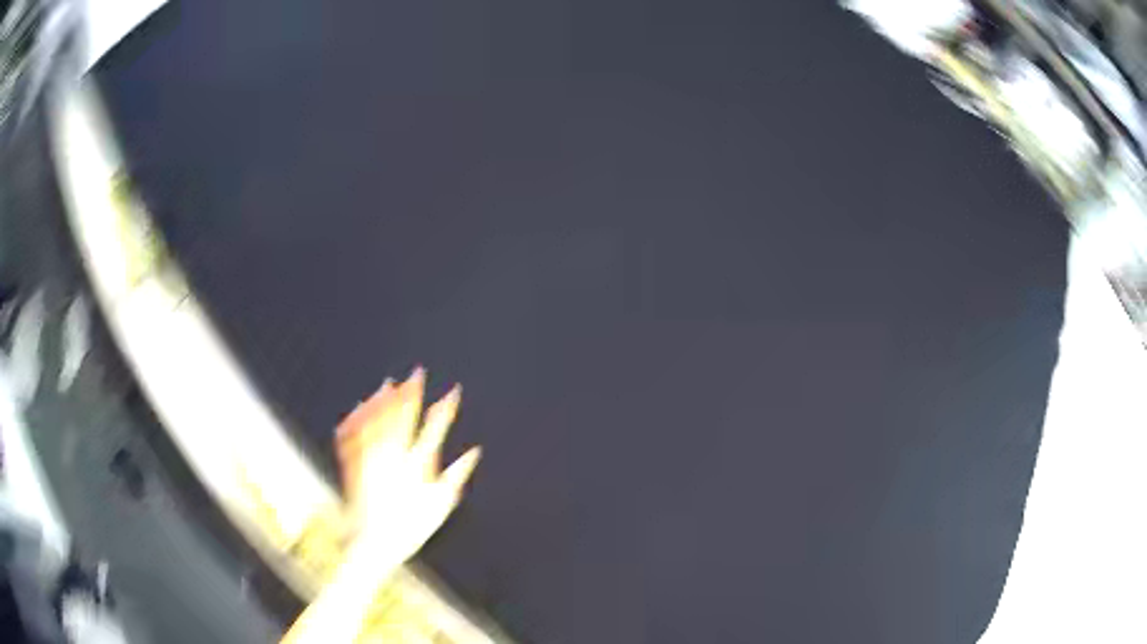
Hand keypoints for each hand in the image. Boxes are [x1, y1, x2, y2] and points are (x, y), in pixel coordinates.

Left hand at [335, 367, 480, 565]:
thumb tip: (474, 451)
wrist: (375, 543)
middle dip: (412, 393)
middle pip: (403, 418)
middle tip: (417, 373)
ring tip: (388, 383)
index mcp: (417, 467)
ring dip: (384, 401)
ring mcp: (372, 460)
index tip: (453, 391)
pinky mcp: (355, 466)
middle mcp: (393, 459)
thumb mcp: (440, 505)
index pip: (434, 430)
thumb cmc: (411, 528)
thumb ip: (457, 475)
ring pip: (377, 422)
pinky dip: (358, 419)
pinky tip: (359, 406)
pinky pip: (355, 436)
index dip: (445, 409)